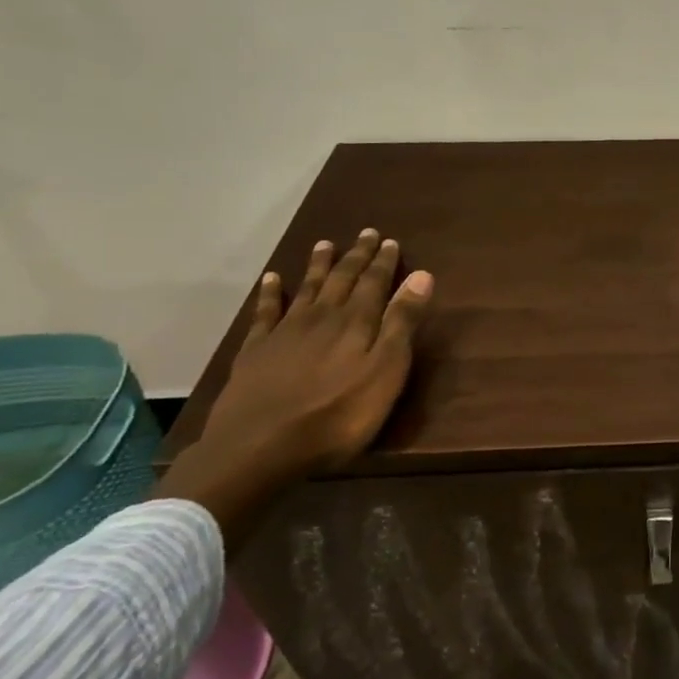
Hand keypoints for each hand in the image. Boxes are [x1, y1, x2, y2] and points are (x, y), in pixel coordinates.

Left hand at [195, 229, 434, 481]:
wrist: (260, 446)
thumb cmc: (338, 415)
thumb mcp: (385, 372)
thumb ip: (401, 323)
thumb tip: (421, 276)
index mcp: (357, 323)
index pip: (375, 283)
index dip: (384, 262)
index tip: (390, 241)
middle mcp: (322, 317)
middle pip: (342, 280)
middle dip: (356, 256)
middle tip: (365, 233)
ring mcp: (286, 332)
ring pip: (307, 289)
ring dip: (318, 265)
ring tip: (325, 244)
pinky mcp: (256, 351)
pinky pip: (266, 312)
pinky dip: (270, 293)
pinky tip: (271, 279)